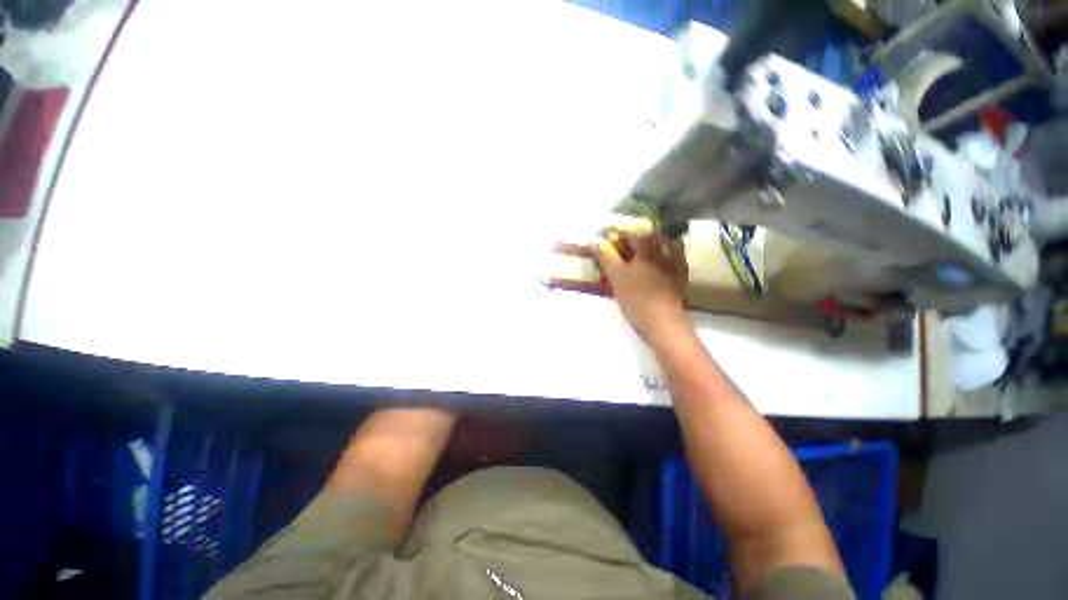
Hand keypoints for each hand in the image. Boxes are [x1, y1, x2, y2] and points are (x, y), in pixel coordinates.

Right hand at [591, 231, 688, 339]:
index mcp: (648, 248)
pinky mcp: (682, 280)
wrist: (661, 321)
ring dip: (660, 246)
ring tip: (648, 255)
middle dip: (643, 239)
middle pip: (656, 237)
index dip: (623, 236)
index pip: (635, 234)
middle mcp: (665, 252)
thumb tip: (593, 241)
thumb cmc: (636, 296)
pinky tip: (661, 270)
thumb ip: (605, 256)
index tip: (613, 241)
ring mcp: (677, 266)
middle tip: (631, 247)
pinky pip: (677, 263)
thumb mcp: (616, 275)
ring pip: (671, 247)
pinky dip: (668, 261)